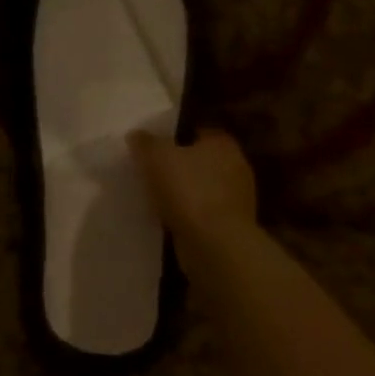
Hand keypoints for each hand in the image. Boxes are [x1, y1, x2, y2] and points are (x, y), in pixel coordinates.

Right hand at [128, 128, 259, 238]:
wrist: (215, 243)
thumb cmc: (188, 190)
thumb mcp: (156, 157)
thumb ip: (145, 142)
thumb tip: (137, 134)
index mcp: (223, 144)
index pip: (200, 132)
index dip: (178, 136)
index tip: (157, 146)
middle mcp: (236, 167)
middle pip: (202, 160)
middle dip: (181, 166)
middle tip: (153, 171)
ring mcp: (237, 199)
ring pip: (203, 188)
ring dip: (184, 193)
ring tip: (155, 197)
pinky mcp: (231, 226)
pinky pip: (203, 213)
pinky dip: (188, 215)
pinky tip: (168, 219)